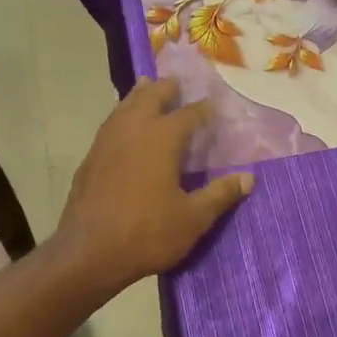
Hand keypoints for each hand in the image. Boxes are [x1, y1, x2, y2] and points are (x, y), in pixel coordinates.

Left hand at [55, 77, 252, 293]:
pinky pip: (111, 124)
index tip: (214, 106)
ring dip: (140, 96)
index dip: (204, 109)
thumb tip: (248, 178)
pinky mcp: (91, 158)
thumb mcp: (193, 218)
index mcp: (162, 138)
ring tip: (148, 89)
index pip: (189, 113)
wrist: (88, 253)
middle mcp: (133, 129)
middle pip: (151, 96)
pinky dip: (122, 116)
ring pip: (125, 105)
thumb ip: (220, 195)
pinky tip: (125, 127)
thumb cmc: (147, 233)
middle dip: (166, 88)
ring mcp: (107, 141)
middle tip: (178, 83)